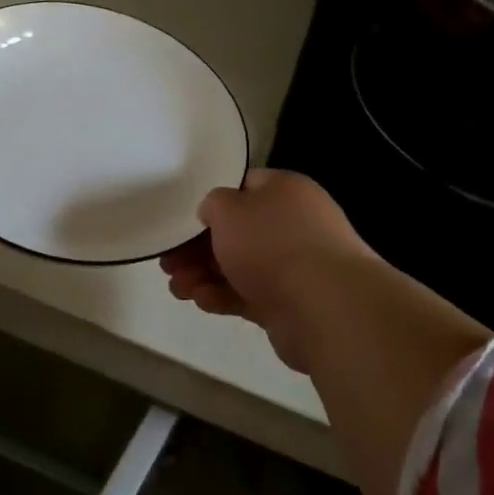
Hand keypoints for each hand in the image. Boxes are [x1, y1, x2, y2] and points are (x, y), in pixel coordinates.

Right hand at [160, 169, 375, 349]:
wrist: (325, 306)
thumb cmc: (272, 244)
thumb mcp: (228, 209)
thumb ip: (213, 205)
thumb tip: (216, 214)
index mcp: (285, 190)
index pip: (243, 188)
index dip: (211, 204)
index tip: (182, 222)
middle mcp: (293, 224)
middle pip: (237, 232)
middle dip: (198, 248)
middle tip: (168, 263)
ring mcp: (295, 265)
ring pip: (240, 266)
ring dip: (204, 275)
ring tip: (177, 289)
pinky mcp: (290, 302)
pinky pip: (249, 294)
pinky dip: (223, 296)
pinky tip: (200, 302)